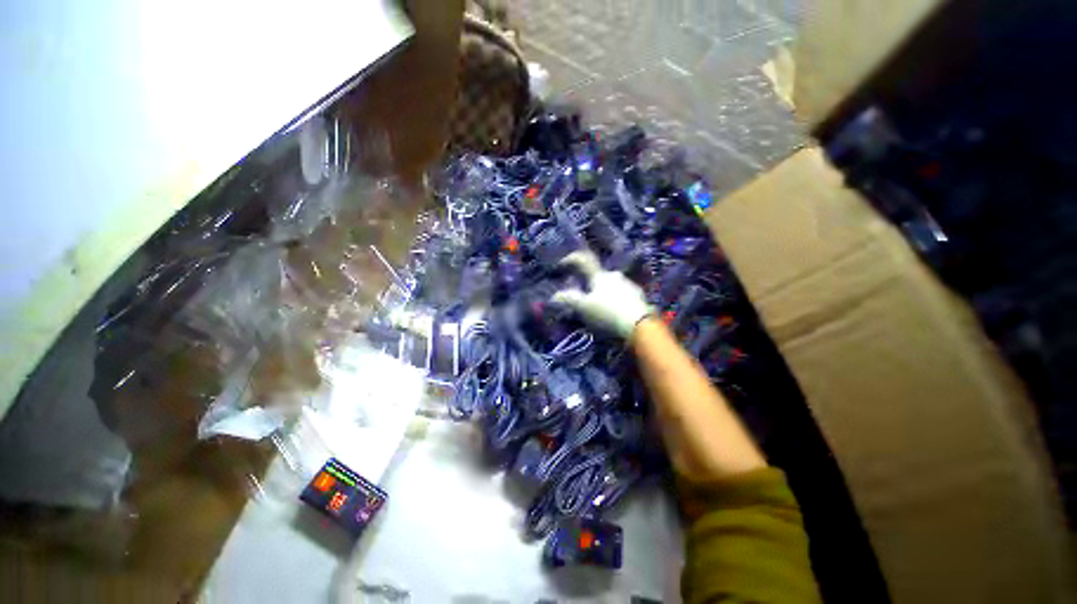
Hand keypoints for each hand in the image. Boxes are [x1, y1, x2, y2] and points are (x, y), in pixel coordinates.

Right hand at [551, 251, 653, 338]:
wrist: (640, 326)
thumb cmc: (608, 314)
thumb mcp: (583, 308)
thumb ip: (568, 299)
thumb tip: (554, 296)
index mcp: (600, 275)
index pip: (584, 259)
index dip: (571, 259)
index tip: (561, 265)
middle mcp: (615, 276)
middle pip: (598, 276)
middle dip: (589, 286)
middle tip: (584, 300)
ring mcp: (630, 285)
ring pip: (611, 286)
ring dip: (604, 295)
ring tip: (600, 312)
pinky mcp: (639, 298)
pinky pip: (622, 296)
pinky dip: (615, 302)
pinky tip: (614, 315)